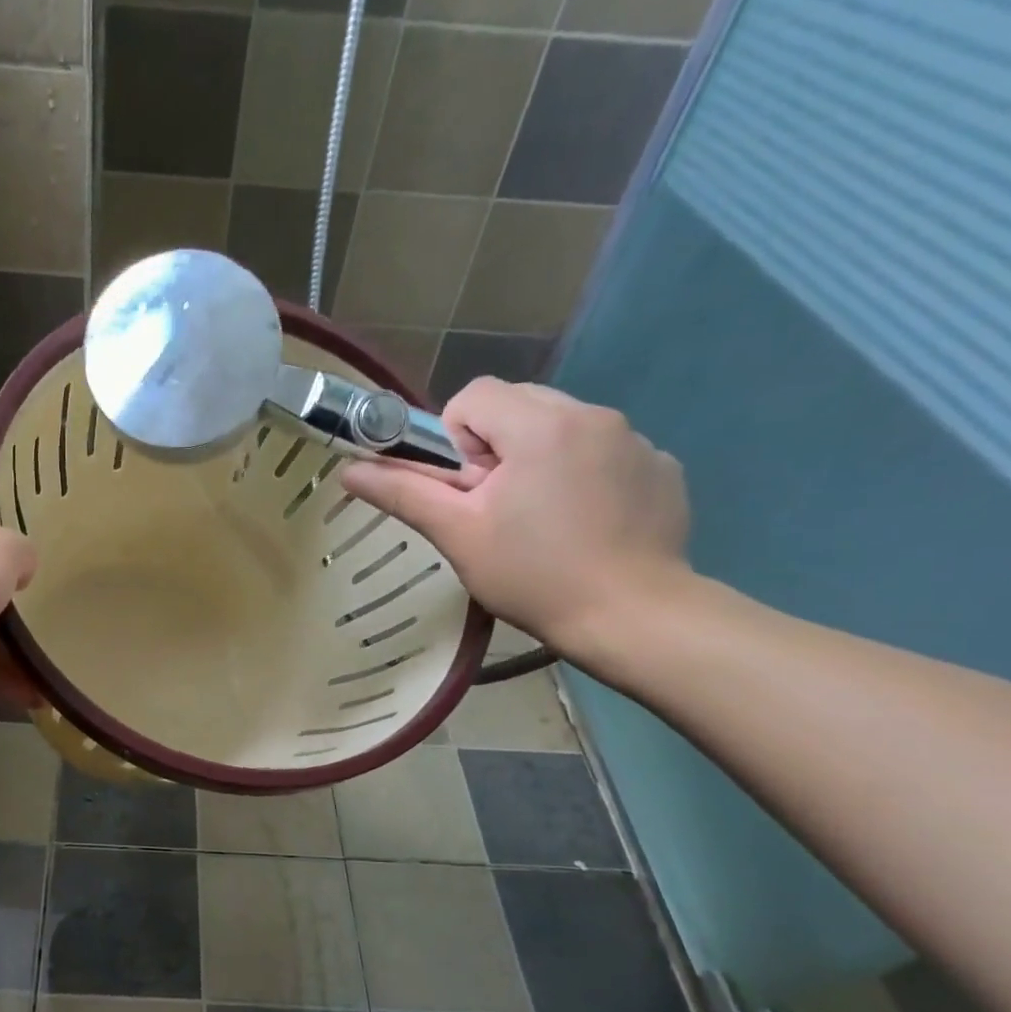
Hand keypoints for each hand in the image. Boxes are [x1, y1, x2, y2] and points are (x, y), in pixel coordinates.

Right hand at [338, 379, 689, 654]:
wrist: (631, 616)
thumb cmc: (533, 575)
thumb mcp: (458, 535)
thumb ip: (404, 493)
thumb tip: (350, 471)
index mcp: (540, 425)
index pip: (476, 395)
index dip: (456, 439)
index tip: (468, 489)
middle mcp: (593, 415)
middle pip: (520, 405)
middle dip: (497, 447)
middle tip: (498, 508)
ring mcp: (636, 441)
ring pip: (563, 427)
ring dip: (540, 459)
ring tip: (543, 521)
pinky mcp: (661, 468)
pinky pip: (605, 452)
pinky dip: (585, 476)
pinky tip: (585, 526)